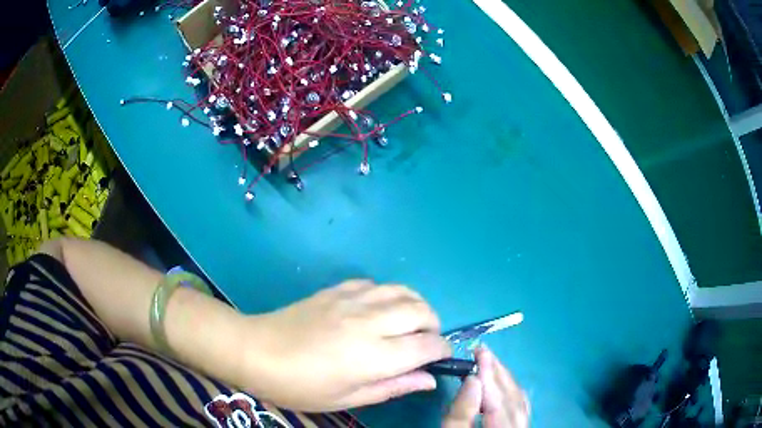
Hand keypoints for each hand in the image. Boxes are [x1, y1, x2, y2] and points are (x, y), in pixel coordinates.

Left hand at [244, 280, 451, 410]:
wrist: (255, 351)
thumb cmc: (300, 386)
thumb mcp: (347, 398)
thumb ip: (393, 387)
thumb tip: (428, 379)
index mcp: (373, 356)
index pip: (426, 346)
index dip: (442, 350)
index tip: (443, 356)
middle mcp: (369, 322)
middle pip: (421, 311)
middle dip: (434, 325)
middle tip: (426, 341)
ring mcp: (351, 300)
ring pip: (401, 290)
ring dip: (416, 305)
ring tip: (410, 322)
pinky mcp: (336, 289)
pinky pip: (374, 283)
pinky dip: (387, 294)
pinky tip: (378, 309)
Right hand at [443, 347, 528, 427]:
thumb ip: (461, 412)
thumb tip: (472, 379)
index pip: (499, 401)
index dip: (489, 376)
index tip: (479, 351)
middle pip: (512, 398)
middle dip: (497, 373)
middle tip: (482, 350)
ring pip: (518, 401)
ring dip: (503, 380)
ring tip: (488, 362)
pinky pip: (518, 407)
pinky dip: (509, 392)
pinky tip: (500, 383)